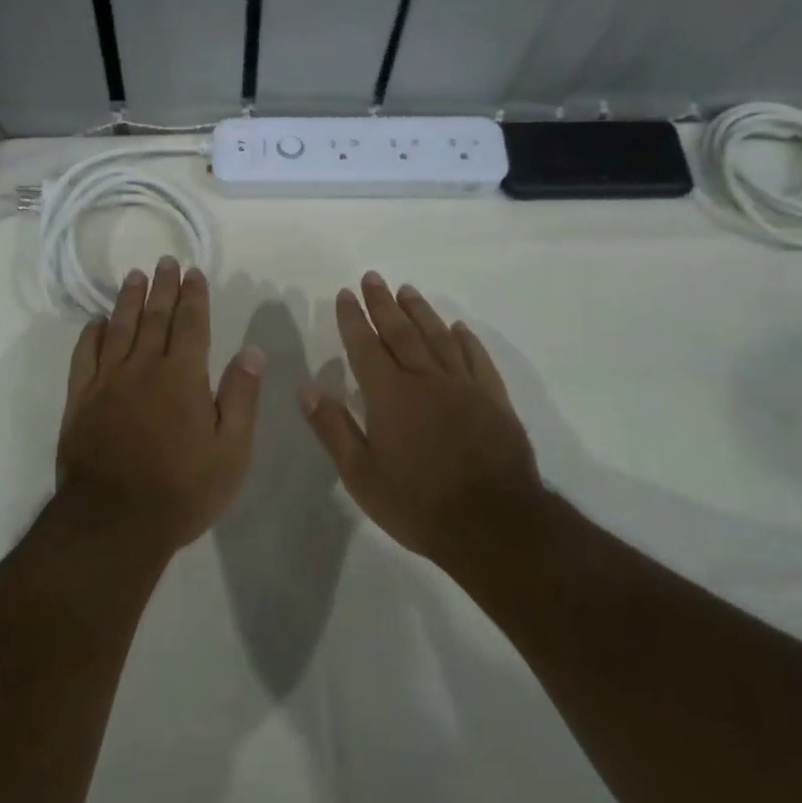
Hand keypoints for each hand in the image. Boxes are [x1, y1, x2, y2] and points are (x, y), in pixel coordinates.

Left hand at [56, 257, 264, 550]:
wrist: (114, 520)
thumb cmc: (183, 488)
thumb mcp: (231, 450)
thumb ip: (241, 396)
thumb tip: (252, 350)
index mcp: (183, 376)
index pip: (191, 324)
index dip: (194, 296)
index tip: (193, 272)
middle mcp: (143, 367)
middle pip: (154, 317)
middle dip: (162, 287)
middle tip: (165, 261)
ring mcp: (107, 381)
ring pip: (119, 328)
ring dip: (128, 300)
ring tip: (134, 277)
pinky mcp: (80, 400)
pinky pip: (84, 356)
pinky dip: (90, 335)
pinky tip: (96, 322)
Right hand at [301, 273, 539, 566]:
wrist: (493, 525)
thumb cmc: (418, 503)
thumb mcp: (361, 475)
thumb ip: (333, 428)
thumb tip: (306, 389)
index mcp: (390, 395)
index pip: (365, 346)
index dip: (353, 318)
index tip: (346, 293)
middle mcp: (426, 380)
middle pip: (402, 332)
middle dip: (383, 303)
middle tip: (373, 277)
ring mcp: (464, 387)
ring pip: (439, 338)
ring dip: (421, 311)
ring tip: (407, 290)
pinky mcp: (494, 401)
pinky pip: (477, 360)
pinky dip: (466, 340)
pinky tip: (458, 328)